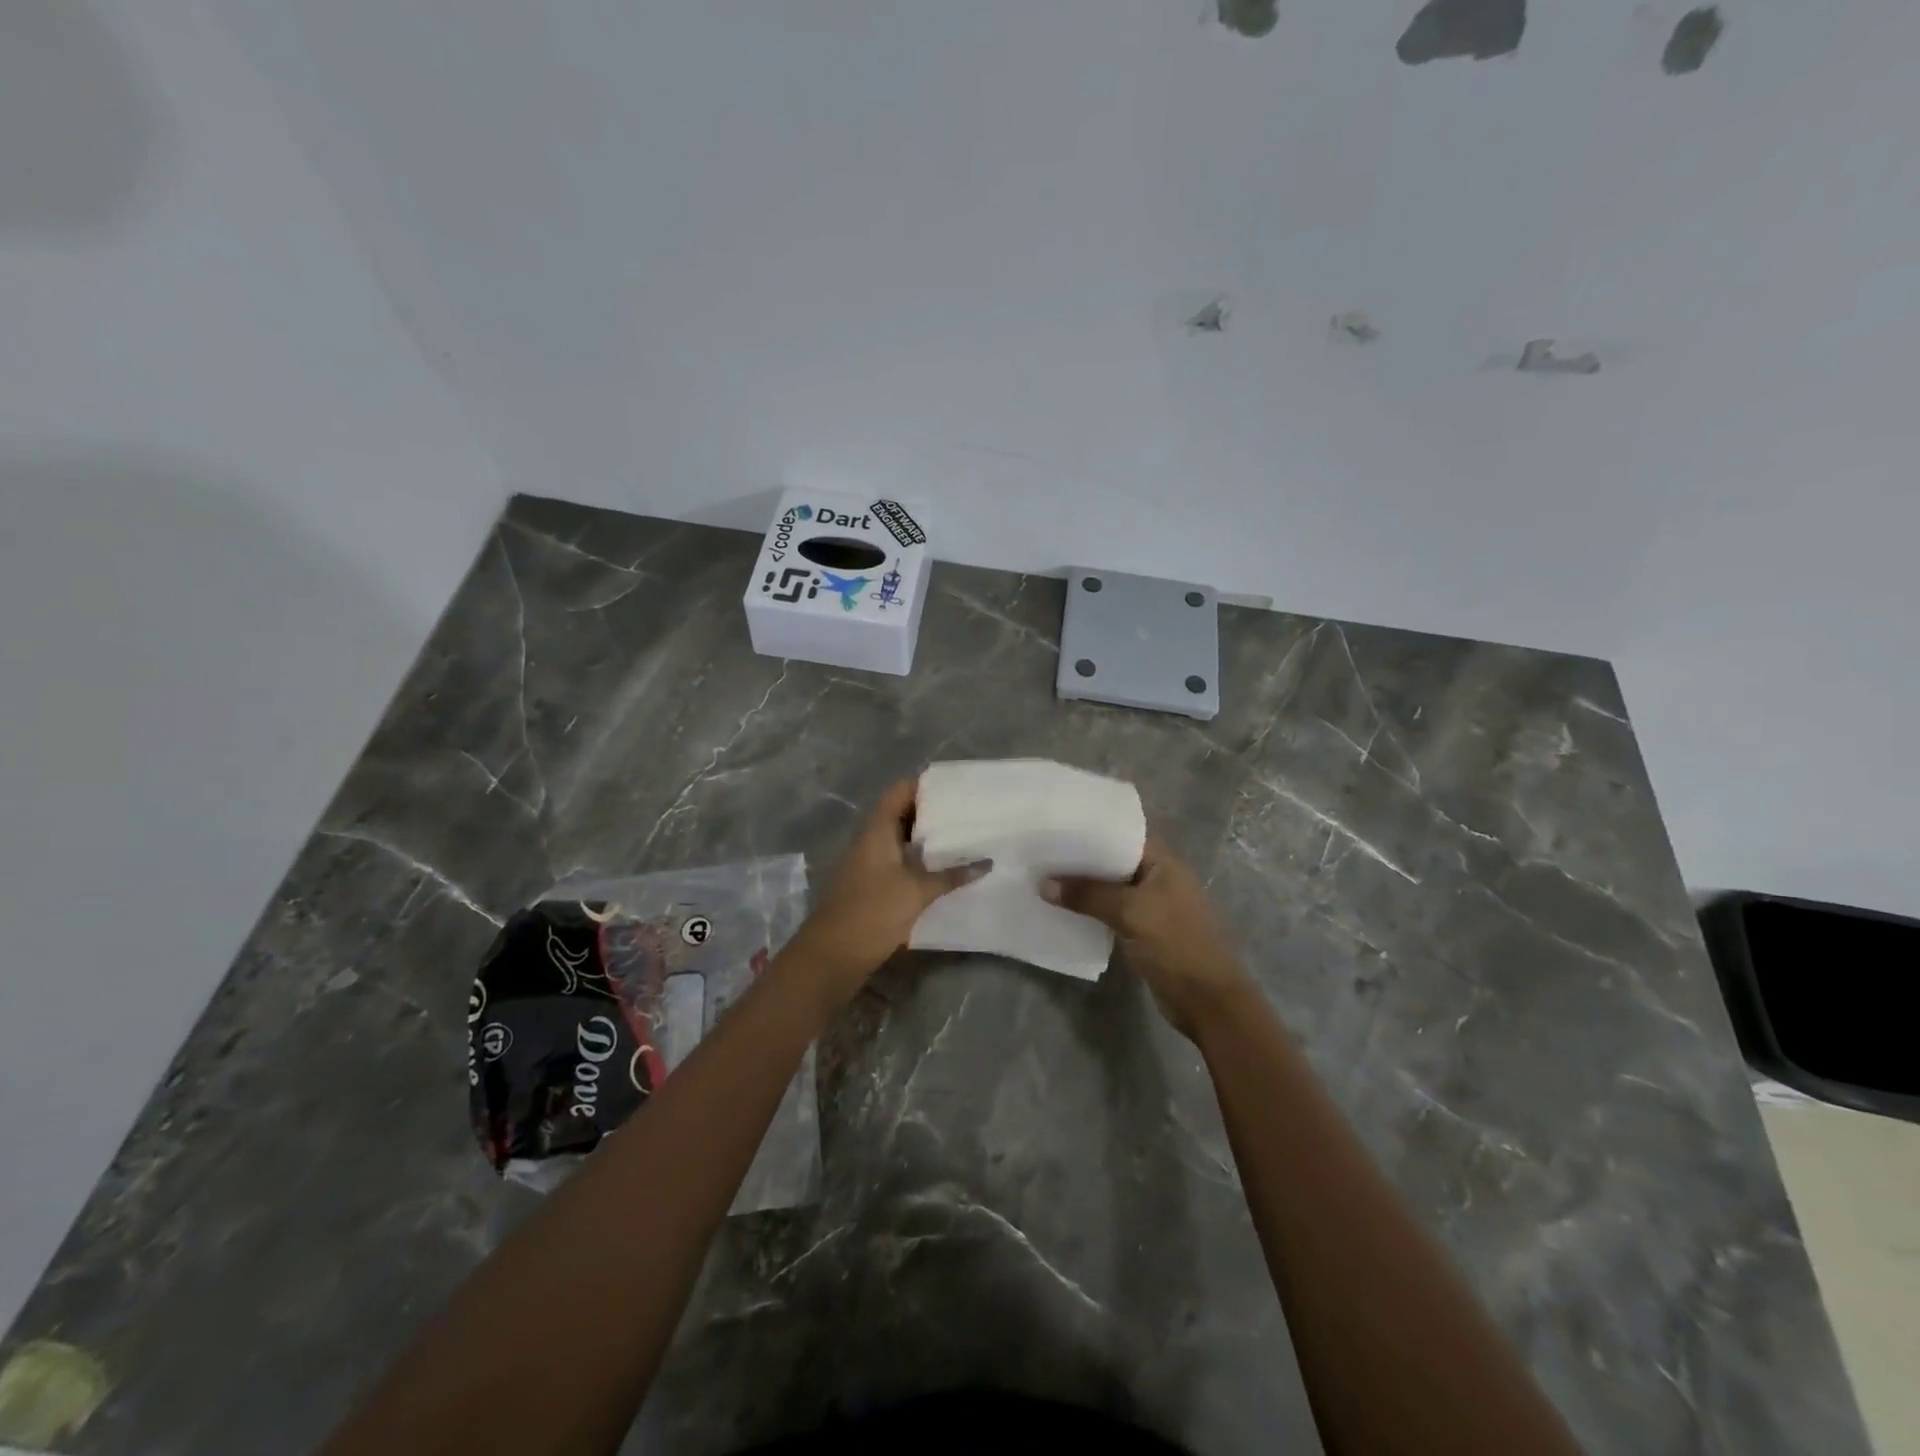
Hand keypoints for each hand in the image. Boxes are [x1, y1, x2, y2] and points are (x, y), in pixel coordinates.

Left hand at [782, 780, 988, 1012]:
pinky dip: (918, 862)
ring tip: (962, 839)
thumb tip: (986, 863)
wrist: (832, 955)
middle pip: (901, 814)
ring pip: (900, 840)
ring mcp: (867, 863)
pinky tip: (943, 871)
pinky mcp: (870, 885)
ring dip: (926, 840)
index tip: (956, 788)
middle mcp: (869, 840)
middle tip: (966, 814)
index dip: (925, 785)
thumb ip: (951, 876)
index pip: (900, 791)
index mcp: (876, 830)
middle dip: (932, 813)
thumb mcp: (917, 891)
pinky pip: (897, 862)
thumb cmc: (873, 911)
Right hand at [1043, 837, 1251, 1040]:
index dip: (1093, 829)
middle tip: (1043, 851)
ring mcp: (1153, 905)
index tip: (1058, 826)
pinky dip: (1091, 910)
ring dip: (1085, 887)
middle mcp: (1159, 878)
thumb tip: (1043, 884)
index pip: (1124, 833)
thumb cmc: (1174, 944)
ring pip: (1112, 888)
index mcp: (1164, 862)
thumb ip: (1088, 895)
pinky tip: (1064, 909)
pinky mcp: (1145, 931)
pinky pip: (1113, 911)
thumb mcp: (1129, 912)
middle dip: (1082, 858)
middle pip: (1115, 860)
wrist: (1206, 1000)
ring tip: (1045, 876)